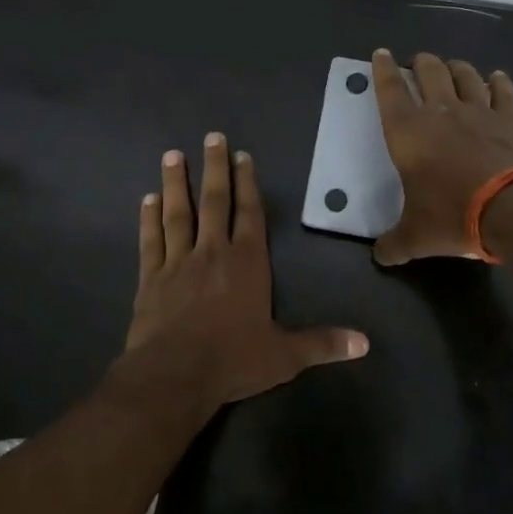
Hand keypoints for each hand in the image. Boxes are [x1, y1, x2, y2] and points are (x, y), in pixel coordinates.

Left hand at [122, 133, 368, 407]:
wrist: (173, 376)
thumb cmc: (232, 361)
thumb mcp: (284, 356)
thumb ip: (323, 344)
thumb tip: (366, 343)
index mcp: (247, 263)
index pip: (250, 214)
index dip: (248, 184)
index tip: (242, 156)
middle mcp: (213, 253)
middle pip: (215, 202)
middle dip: (215, 168)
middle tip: (211, 137)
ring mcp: (178, 263)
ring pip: (178, 213)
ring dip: (176, 183)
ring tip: (172, 154)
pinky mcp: (150, 278)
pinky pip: (150, 241)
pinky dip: (148, 219)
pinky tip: (147, 199)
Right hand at [370, 49, 512, 264]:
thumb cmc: (453, 215)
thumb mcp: (416, 236)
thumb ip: (394, 243)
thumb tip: (380, 256)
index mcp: (408, 132)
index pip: (389, 90)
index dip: (382, 70)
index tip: (380, 54)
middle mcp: (440, 112)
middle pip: (428, 71)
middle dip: (420, 63)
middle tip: (417, 64)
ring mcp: (479, 111)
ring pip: (464, 75)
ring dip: (455, 68)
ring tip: (451, 68)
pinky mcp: (511, 119)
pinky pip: (503, 91)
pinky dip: (498, 82)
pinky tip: (496, 78)